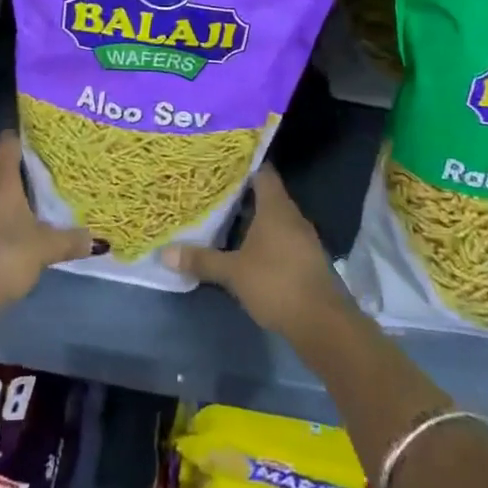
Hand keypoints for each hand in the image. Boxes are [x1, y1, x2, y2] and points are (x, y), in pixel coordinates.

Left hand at [0, 132, 93, 324]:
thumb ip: (72, 240)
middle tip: (55, 170)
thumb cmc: (5, 256)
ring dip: (14, 192)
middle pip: (3, 164)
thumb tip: (99, 240)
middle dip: (26, 167)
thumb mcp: (45, 247)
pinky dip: (3, 211)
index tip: (47, 139)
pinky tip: (21, 225)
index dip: (26, 136)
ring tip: (43, 197)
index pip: (9, 141)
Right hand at [162, 165, 351, 340]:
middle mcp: (292, 216)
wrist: (322, 324)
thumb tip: (165, 253)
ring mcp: (303, 238)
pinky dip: (265, 238)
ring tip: (225, 217)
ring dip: (254, 218)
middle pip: (267, 194)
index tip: (222, 163)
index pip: (262, 172)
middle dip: (243, 193)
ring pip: (275, 218)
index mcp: (276, 207)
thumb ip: (202, 260)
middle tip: (214, 190)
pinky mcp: (307, 260)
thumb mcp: (233, 272)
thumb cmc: (276, 284)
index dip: (243, 165)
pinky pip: (283, 237)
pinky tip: (247, 248)